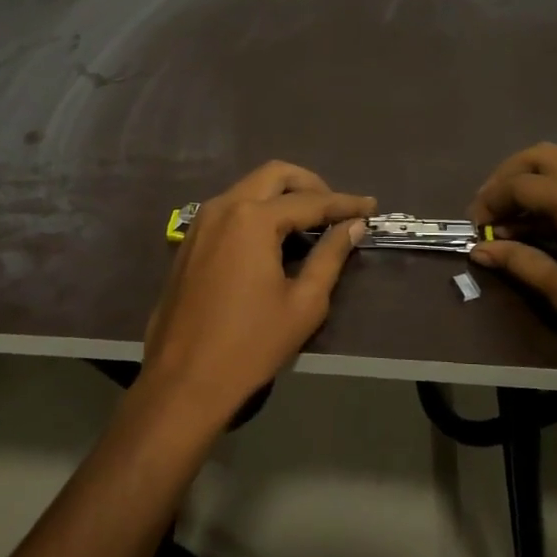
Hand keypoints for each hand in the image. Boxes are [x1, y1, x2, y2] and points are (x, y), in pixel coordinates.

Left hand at [141, 162, 374, 430]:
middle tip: (337, 209)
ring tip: (310, 224)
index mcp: (253, 219)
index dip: (344, 204)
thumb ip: (330, 256)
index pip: (310, 201)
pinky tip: (274, 239)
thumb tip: (353, 226)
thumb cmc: (251, 345)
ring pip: (249, 188)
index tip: (372, 206)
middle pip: (274, 176)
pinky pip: (230, 209)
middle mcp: (223, 207)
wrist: (184, 380)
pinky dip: (258, 211)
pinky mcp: (189, 241)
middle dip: (310, 185)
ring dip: (282, 196)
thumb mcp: (303, 303)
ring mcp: (200, 222)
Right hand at [468, 143, 556, 384]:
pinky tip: (553, 225)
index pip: (518, 185)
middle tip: (491, 212)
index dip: (489, 202)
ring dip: (534, 183)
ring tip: (517, 223)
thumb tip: (481, 251)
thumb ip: (520, 263)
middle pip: (539, 157)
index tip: (476, 229)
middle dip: (508, 178)